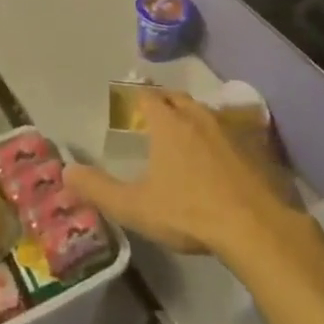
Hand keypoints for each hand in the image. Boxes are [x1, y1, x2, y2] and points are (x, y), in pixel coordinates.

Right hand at [66, 89, 294, 260]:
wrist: (256, 228)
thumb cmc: (189, 213)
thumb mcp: (135, 207)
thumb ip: (98, 190)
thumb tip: (67, 172)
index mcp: (168, 125)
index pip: (147, 96)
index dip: (136, 95)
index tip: (128, 100)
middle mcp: (198, 117)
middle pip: (178, 97)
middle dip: (164, 100)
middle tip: (154, 111)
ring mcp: (231, 130)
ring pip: (206, 111)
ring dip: (192, 115)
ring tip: (185, 129)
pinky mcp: (256, 147)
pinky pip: (232, 130)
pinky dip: (220, 135)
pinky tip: (221, 153)